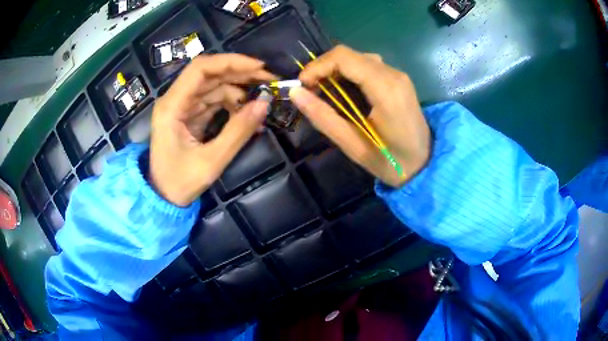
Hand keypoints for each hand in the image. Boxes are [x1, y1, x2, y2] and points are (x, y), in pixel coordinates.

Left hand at [150, 54, 274, 205]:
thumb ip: (237, 131)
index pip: (200, 69)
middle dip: (240, 73)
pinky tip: (248, 113)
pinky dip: (232, 104)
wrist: (163, 197)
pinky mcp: (189, 114)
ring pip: (214, 86)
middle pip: (209, 74)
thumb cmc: (180, 182)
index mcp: (172, 106)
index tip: (259, 67)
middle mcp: (175, 100)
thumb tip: (265, 104)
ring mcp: (182, 106)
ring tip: (262, 99)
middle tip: (269, 80)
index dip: (231, 62)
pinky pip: (213, 100)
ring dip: (239, 89)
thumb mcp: (211, 161)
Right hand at [289, 45, 430, 187]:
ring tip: (323, 92)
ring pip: (358, 58)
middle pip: (349, 54)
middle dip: (323, 68)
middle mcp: (393, 74)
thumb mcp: (352, 145)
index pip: (344, 57)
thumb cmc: (391, 162)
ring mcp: (398, 75)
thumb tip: (295, 93)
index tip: (302, 85)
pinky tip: (343, 91)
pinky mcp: (398, 80)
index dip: (317, 66)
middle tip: (309, 90)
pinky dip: (349, 73)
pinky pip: (368, 66)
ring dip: (335, 70)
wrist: (425, 165)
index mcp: (385, 89)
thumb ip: (323, 117)